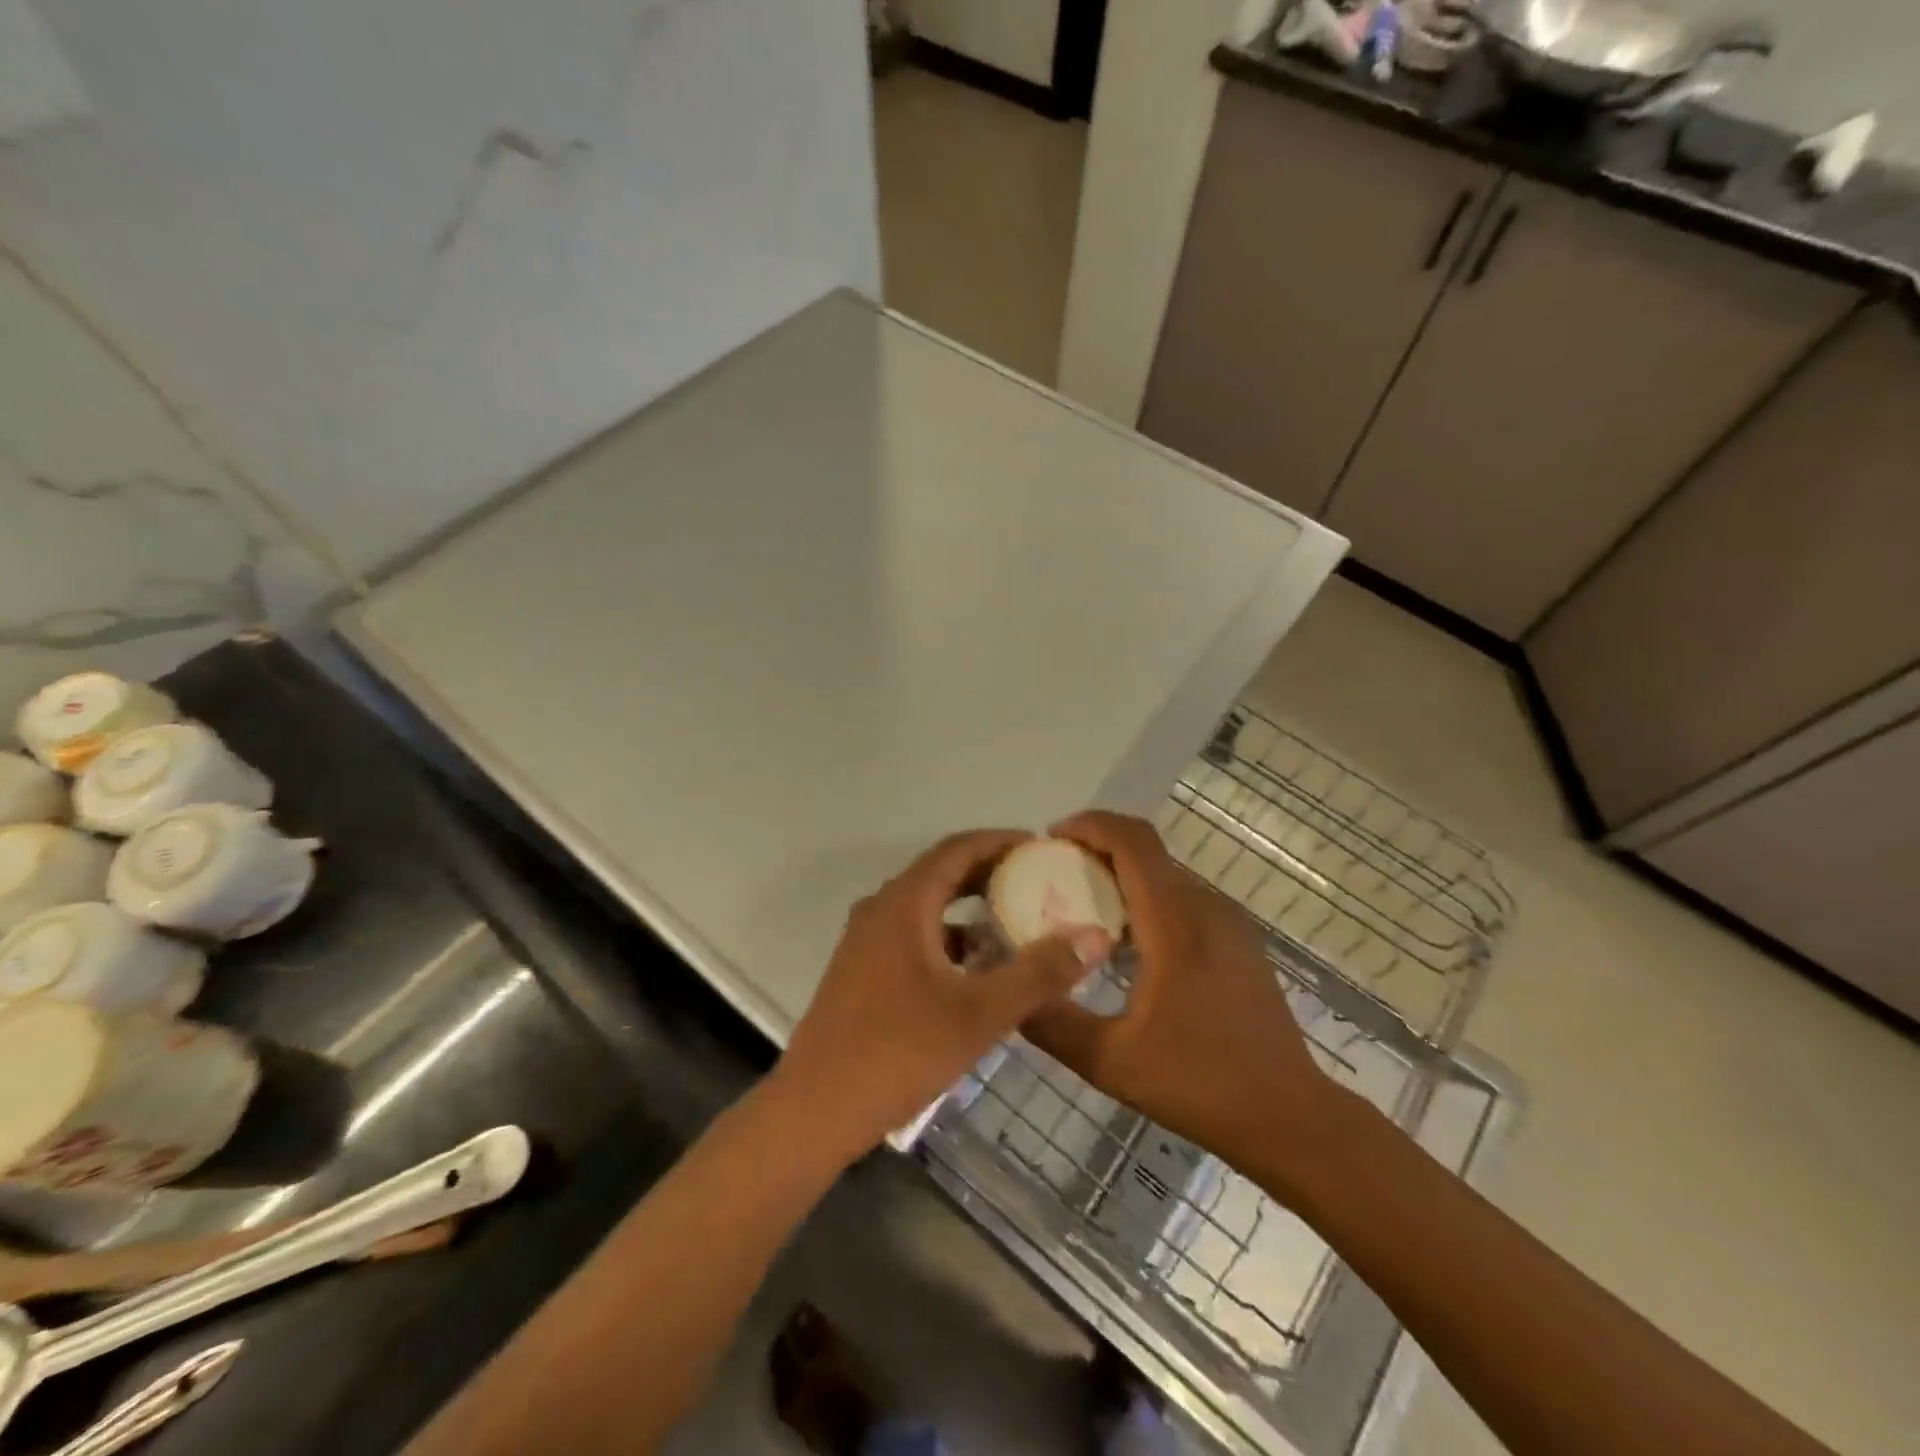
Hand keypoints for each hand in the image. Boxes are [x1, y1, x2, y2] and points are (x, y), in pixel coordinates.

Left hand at [772, 830, 1113, 1163]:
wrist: (814, 1110)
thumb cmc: (899, 1052)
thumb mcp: (979, 1014)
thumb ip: (1038, 974)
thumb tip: (1093, 937)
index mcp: (904, 904)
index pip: (957, 849)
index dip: (1000, 842)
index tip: (1041, 847)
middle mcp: (881, 909)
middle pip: (940, 873)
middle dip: (989, 872)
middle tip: (1037, 881)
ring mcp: (865, 941)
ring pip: (925, 906)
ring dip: (968, 907)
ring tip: (1014, 921)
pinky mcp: (861, 970)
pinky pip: (911, 934)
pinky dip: (947, 938)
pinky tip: (975, 969)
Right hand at [1022, 811, 1340, 1195]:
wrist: (1290, 1116)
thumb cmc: (1200, 1084)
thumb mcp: (1109, 1060)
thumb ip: (1051, 1021)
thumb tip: (1010, 991)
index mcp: (1175, 924)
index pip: (1133, 842)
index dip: (1090, 825)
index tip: (1050, 838)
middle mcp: (1206, 908)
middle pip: (1147, 851)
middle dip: (1097, 849)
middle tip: (1053, 875)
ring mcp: (1229, 923)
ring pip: (1165, 874)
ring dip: (1121, 875)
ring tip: (1081, 907)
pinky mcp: (1239, 942)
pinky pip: (1183, 899)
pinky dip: (1146, 899)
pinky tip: (1125, 945)